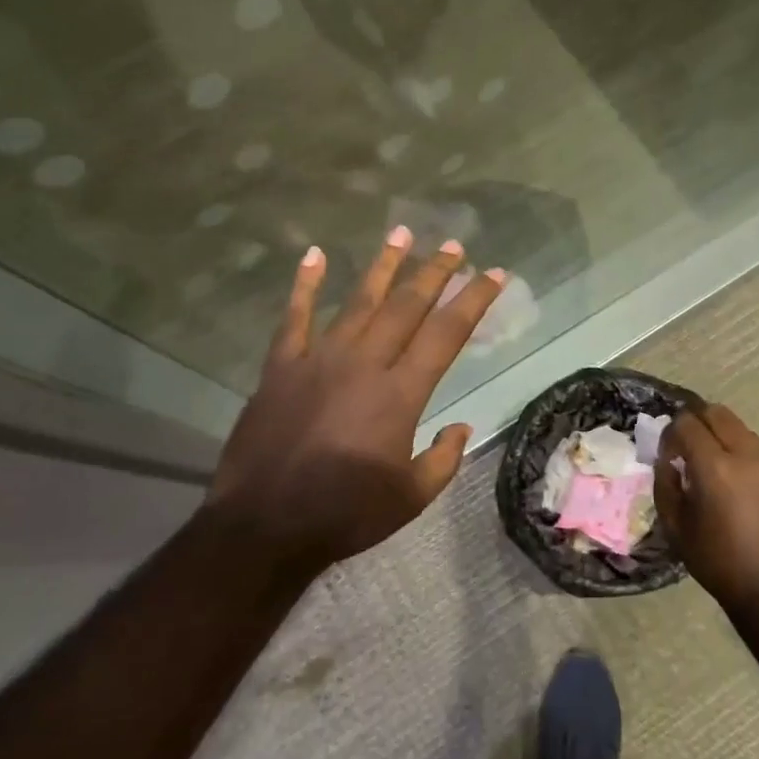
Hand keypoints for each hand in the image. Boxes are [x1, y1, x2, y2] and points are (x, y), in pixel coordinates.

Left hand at [202, 228, 506, 579]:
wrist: (264, 525)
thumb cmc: (345, 514)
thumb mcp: (411, 497)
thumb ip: (443, 460)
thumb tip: (462, 428)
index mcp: (400, 394)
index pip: (446, 334)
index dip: (473, 300)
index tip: (494, 274)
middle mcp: (363, 364)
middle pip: (406, 307)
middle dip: (433, 272)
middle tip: (453, 244)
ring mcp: (318, 360)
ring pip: (358, 302)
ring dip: (382, 266)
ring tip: (401, 233)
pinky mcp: (280, 368)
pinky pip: (294, 318)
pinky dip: (304, 286)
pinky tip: (313, 256)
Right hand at [656, 405, 758, 609]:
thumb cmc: (719, 563)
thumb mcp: (676, 527)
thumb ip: (666, 484)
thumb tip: (668, 460)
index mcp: (715, 466)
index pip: (687, 422)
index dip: (670, 433)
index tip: (667, 455)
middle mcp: (747, 455)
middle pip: (717, 413)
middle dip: (696, 422)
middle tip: (687, 449)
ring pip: (741, 428)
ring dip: (721, 437)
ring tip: (712, 467)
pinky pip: (758, 450)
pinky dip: (741, 454)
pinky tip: (736, 485)